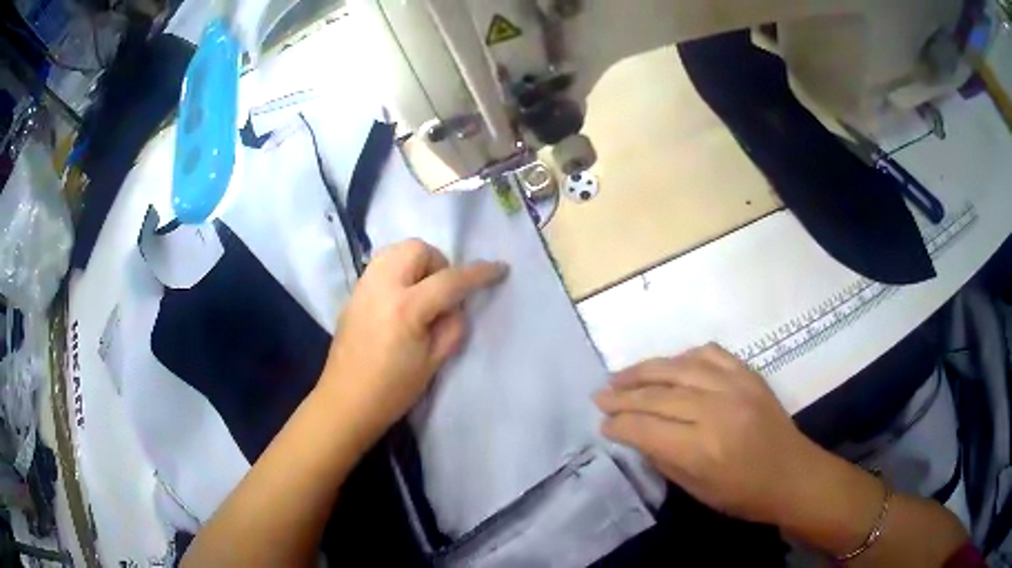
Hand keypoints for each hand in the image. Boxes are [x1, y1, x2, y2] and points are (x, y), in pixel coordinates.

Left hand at [318, 239, 506, 450]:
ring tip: (422, 292)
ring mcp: (363, 287)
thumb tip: (456, 305)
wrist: (345, 401)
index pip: (450, 280)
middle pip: (417, 249)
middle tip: (443, 293)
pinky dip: (399, 270)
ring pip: (396, 250)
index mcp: (406, 308)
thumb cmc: (392, 390)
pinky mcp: (354, 293)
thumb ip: (452, 327)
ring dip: (417, 263)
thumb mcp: (434, 363)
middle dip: (438, 263)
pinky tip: (401, 299)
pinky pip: (381, 265)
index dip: (479, 273)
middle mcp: (381, 287)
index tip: (500, 269)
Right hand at [594, 344, 818, 524]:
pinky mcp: (748, 374)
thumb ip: (664, 459)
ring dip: (645, 370)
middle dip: (623, 396)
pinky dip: (684, 356)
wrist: (792, 474)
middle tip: (599, 395)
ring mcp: (735, 386)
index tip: (603, 424)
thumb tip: (636, 435)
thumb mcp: (697, 490)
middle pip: (658, 395)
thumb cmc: (743, 494)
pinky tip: (669, 365)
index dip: (620, 425)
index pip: (647, 428)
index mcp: (702, 448)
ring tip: (620, 376)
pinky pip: (710, 353)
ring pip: (679, 368)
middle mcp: (716, 411)